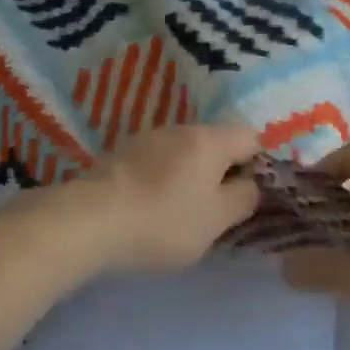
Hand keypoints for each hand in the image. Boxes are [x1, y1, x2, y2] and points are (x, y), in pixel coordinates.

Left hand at [48, 124, 261, 275]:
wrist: (91, 221)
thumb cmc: (165, 220)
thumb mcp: (217, 220)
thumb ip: (244, 198)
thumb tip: (252, 184)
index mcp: (210, 139)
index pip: (251, 138)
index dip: (258, 165)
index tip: (250, 196)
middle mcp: (181, 128)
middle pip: (217, 143)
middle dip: (224, 172)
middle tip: (220, 210)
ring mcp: (149, 138)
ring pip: (186, 153)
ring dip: (193, 176)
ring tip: (184, 212)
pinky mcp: (123, 153)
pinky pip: (159, 162)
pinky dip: (166, 179)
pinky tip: (154, 207)